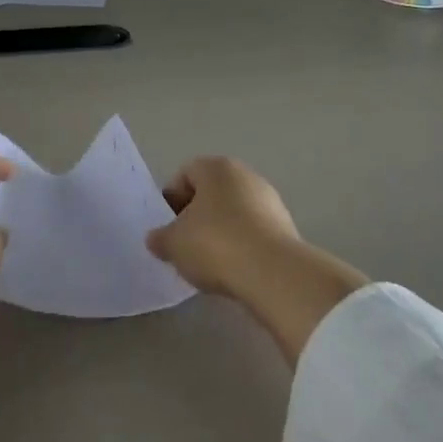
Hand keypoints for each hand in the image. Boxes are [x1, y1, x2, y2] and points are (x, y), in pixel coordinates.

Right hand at [147, 157, 304, 297]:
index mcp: (217, 167)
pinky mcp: (286, 228)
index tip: (168, 227)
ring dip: (220, 233)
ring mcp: (270, 201)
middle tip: (185, 246)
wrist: (273, 274)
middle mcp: (246, 175)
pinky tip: (234, 270)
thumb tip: (156, 238)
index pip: (185, 174)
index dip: (172, 199)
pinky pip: (253, 233)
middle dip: (196, 217)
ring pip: (234, 213)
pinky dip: (241, 247)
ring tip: (210, 264)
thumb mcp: (173, 243)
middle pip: (211, 193)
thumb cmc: (215, 244)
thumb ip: (160, 238)